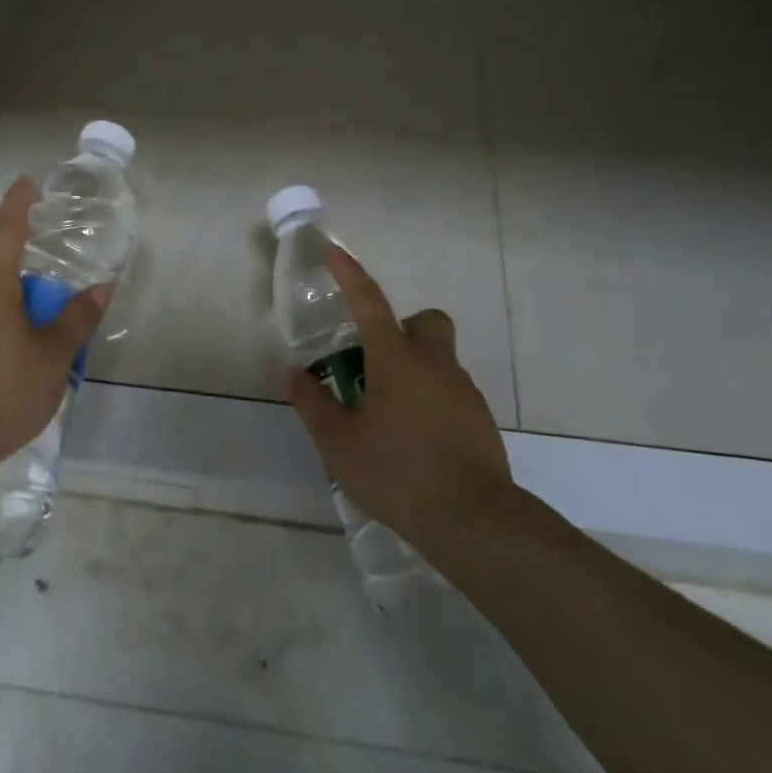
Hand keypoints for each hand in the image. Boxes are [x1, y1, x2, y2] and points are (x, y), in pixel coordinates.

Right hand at [287, 246, 521, 556]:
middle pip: (424, 322)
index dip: (349, 274)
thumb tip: (292, 374)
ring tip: (385, 417)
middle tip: (374, 364)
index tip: (333, 252)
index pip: (369, 302)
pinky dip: (428, 400)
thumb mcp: (339, 442)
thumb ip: (312, 403)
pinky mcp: (479, 419)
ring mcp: (462, 391)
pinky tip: (412, 440)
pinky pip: (449, 391)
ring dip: (412, 371)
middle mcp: (434, 364)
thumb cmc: (397, 472)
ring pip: (437, 360)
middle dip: (400, 328)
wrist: (473, 520)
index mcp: (396, 360)